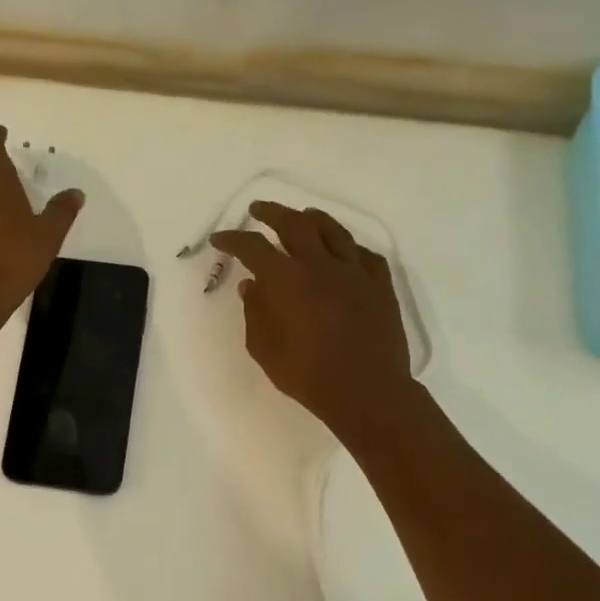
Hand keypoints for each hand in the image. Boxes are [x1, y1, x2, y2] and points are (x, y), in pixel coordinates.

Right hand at [211, 200, 415, 437]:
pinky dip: (348, 247)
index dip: (233, 239)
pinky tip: (344, 251)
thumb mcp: (265, 349)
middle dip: (272, 213)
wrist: (366, 390)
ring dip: (312, 219)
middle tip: (258, 210)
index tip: (220, 239)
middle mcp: (320, 264)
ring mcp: (354, 271)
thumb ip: (255, 312)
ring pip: (333, 230)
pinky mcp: (380, 284)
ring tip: (302, 216)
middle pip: (294, 224)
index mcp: (287, 280)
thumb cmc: (307, 375)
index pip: (253, 247)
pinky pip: (363, 254)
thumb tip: (251, 285)